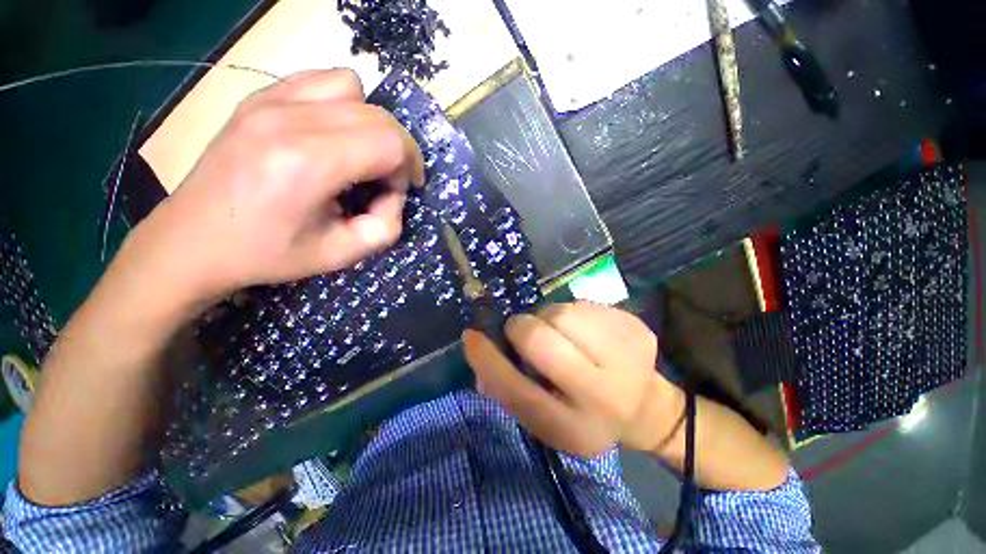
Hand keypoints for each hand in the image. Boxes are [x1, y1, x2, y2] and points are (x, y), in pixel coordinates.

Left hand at [131, 69, 423, 303]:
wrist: (194, 240)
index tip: (396, 193)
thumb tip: (394, 194)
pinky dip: (342, 105)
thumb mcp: (342, 254)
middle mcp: (289, 119)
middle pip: (378, 116)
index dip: (407, 168)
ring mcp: (269, 100)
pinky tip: (334, 134)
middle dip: (397, 150)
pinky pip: (320, 81)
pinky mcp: (259, 97)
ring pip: (352, 88)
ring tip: (360, 154)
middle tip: (385, 180)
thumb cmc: (269, 253)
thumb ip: (386, 226)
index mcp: (309, 163)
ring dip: (370, 123)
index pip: (390, 143)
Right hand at [463, 301, 682, 456]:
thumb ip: (508, 389)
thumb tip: (478, 352)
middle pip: (539, 338)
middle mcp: (600, 395)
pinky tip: (585, 332)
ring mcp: (625, 357)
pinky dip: (571, 313)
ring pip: (560, 312)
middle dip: (521, 328)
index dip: (488, 359)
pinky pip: (582, 303)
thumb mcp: (544, 417)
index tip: (472, 335)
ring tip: (560, 334)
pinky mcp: (634, 328)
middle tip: (524, 332)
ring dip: (548, 318)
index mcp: (571, 427)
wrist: (644, 407)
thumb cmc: (584, 414)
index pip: (516, 389)